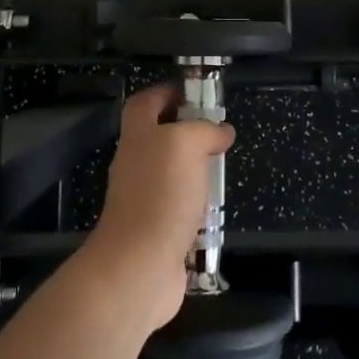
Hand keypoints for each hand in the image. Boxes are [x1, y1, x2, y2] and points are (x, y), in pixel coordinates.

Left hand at [83, 83, 234, 332]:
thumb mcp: (187, 144)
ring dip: (195, 170)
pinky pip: (179, 207)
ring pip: (171, 172)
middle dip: (188, 132)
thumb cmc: (161, 194)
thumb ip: (205, 130)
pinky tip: (215, 209)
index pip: (146, 102)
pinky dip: (197, 205)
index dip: (167, 92)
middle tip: (218, 133)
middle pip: (159, 135)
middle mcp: (136, 162)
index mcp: (138, 134)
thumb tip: (221, 130)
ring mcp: (143, 197)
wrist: (139, 265)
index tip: (196, 94)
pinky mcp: (155, 228)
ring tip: (222, 169)